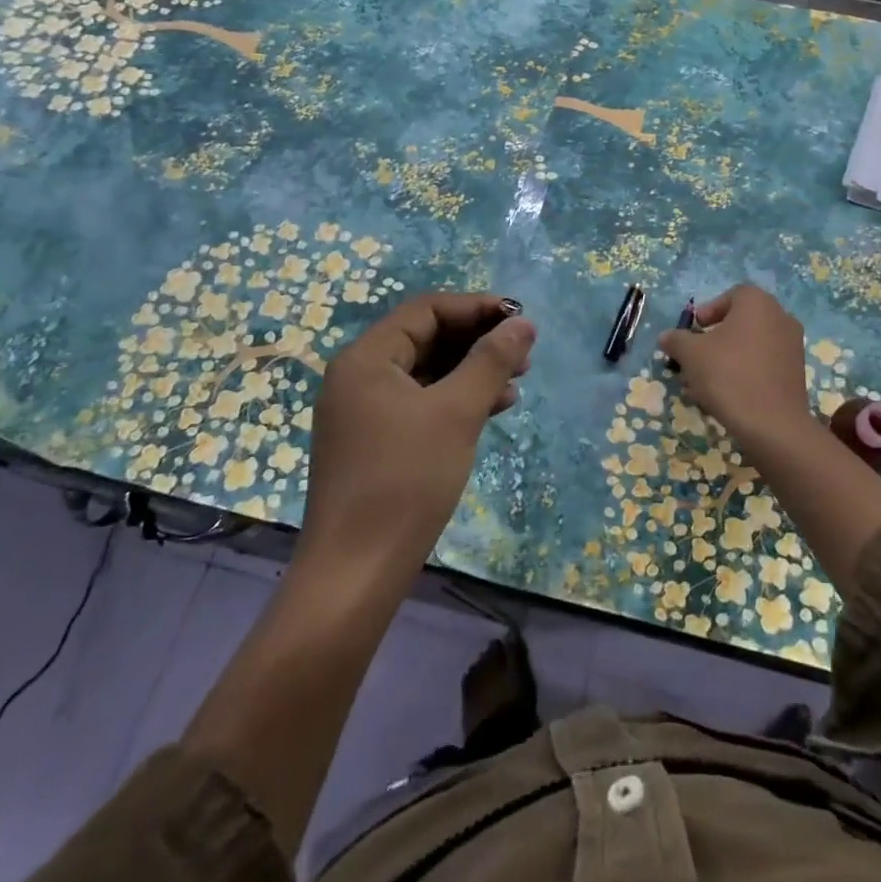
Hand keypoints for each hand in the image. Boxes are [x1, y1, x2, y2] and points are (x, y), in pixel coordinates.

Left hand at [301, 292, 534, 586]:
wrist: (356, 573)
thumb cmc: (405, 481)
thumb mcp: (456, 413)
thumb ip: (491, 361)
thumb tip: (522, 323)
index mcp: (366, 358)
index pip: (426, 310)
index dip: (476, 308)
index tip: (520, 320)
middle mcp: (359, 377)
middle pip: (426, 338)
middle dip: (477, 341)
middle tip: (523, 353)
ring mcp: (364, 412)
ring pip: (426, 373)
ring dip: (471, 371)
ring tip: (516, 382)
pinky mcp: (374, 442)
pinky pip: (420, 404)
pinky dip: (456, 400)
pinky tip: (492, 409)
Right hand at [662, 282, 880, 598]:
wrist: (775, 433)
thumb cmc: (730, 382)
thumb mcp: (692, 358)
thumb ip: (678, 344)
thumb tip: (669, 343)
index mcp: (759, 306)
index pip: (731, 297)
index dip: (708, 314)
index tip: (693, 338)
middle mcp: (783, 322)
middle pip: (745, 323)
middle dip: (719, 341)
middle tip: (697, 366)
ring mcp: (797, 354)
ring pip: (758, 349)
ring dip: (734, 364)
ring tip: (711, 392)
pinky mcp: (802, 385)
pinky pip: (769, 371)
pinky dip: (750, 382)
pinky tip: (734, 407)